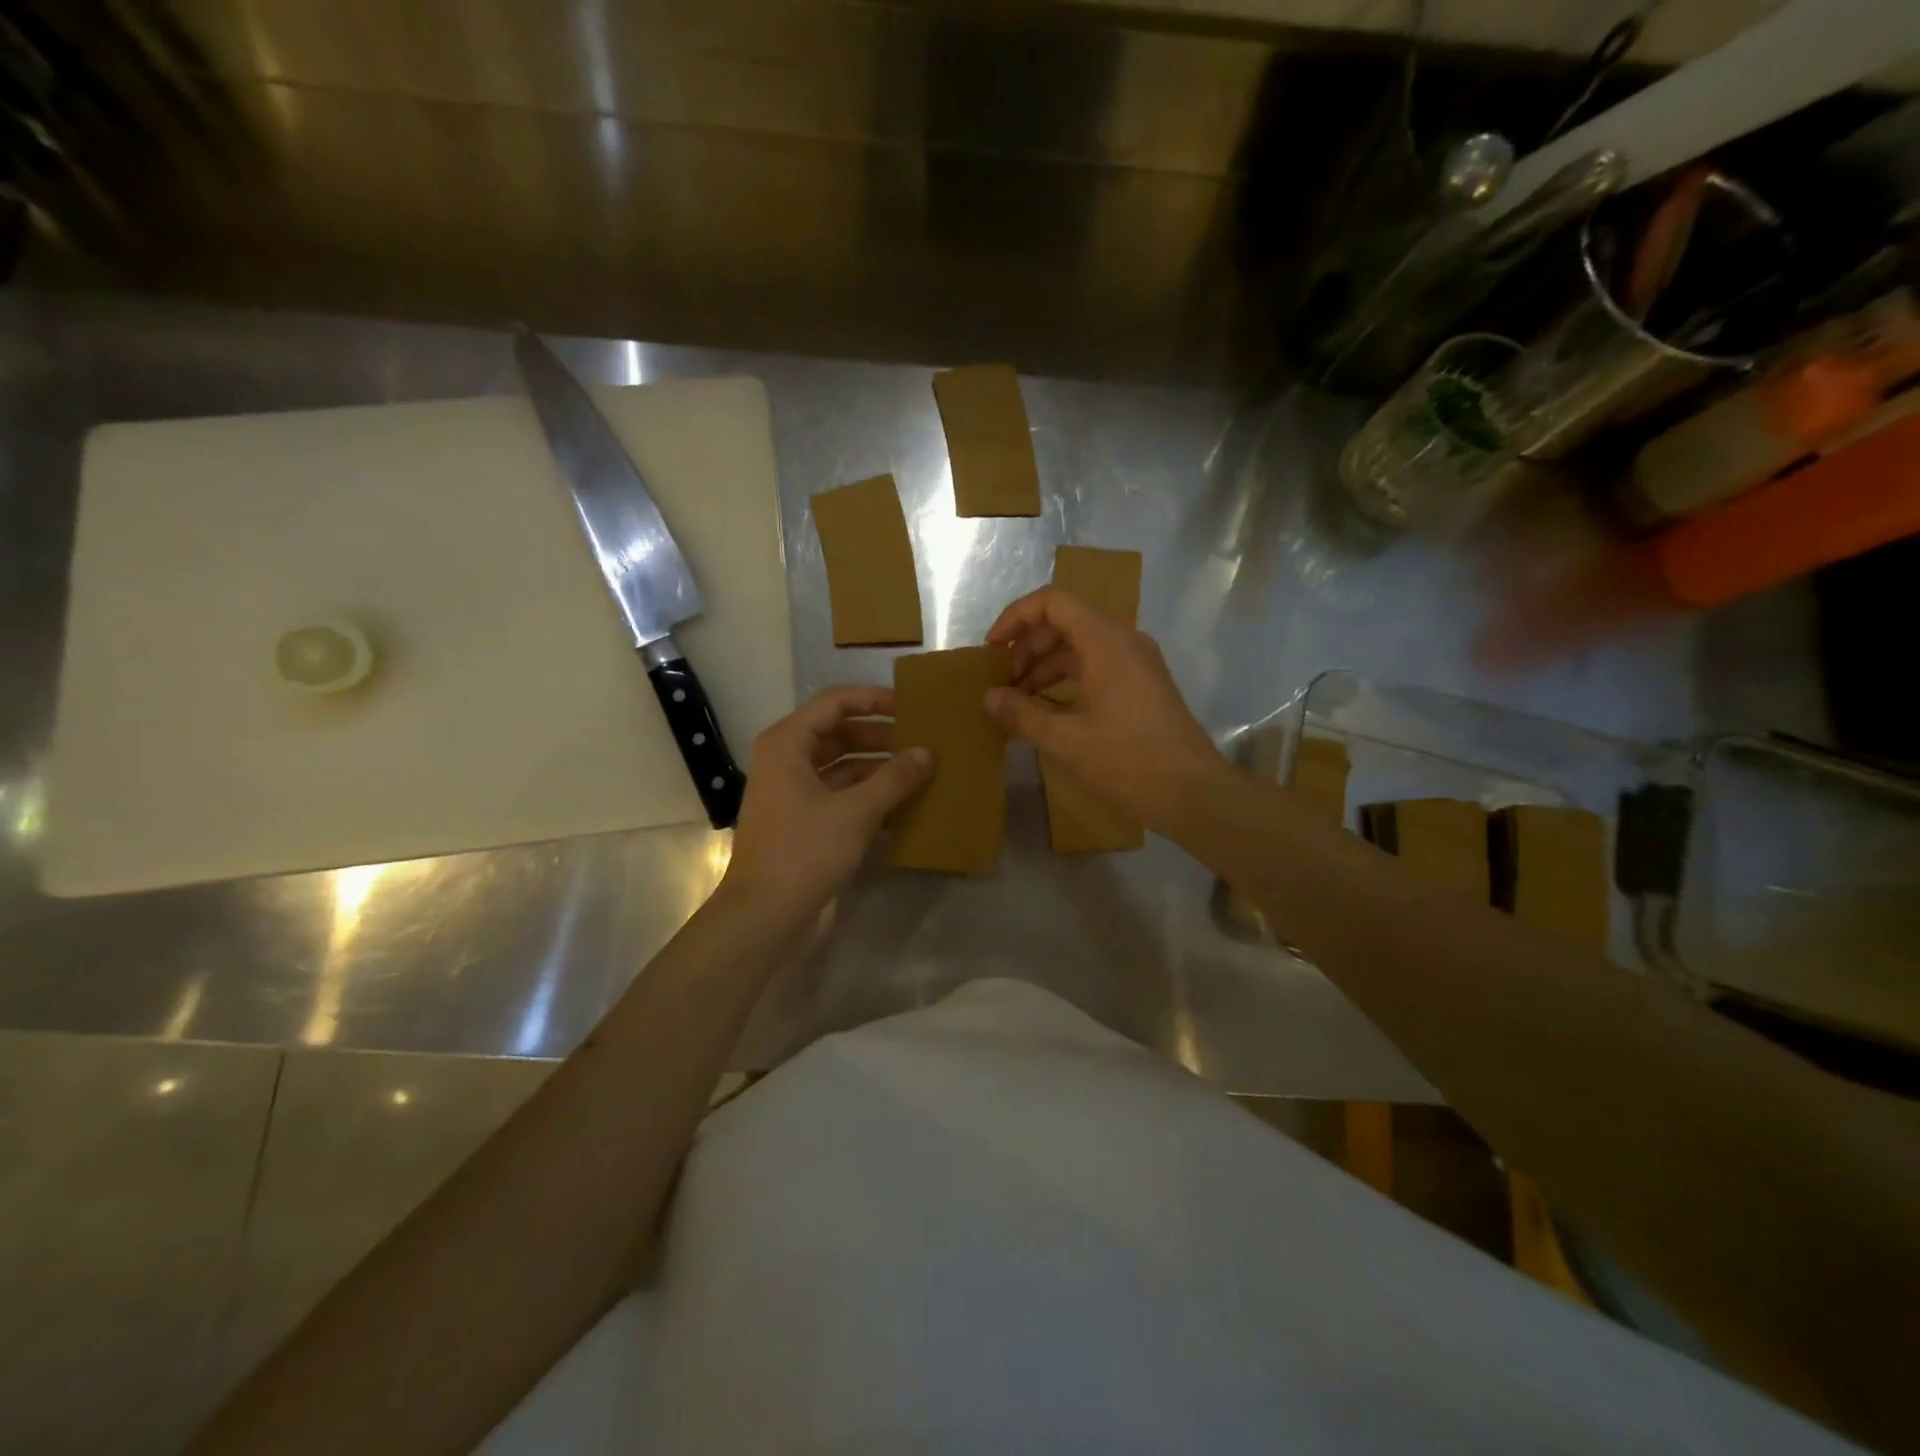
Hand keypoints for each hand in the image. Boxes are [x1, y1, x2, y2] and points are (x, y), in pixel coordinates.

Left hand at [722, 686, 932, 918]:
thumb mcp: (856, 811)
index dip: (873, 700)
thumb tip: (927, 753)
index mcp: (787, 743)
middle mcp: (787, 760)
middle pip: (839, 733)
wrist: (765, 915)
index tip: (911, 707)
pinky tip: (904, 804)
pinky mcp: (804, 821)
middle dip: (881, 736)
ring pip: (843, 766)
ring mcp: (794, 792)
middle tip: (923, 741)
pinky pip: (841, 795)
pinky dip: (869, 795)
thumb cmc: (805, 851)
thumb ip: (895, 778)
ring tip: (921, 771)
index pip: (835, 703)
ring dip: (878, 768)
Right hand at [984, 587, 1227, 828]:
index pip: (1053, 602)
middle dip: (1027, 648)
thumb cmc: (1128, 761)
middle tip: (1003, 685)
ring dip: (1045, 667)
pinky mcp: (1142, 685)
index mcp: (1105, 641)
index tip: (992, 650)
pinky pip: (1096, 666)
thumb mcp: (1065, 740)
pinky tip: (1049, 712)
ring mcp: (1137, 662)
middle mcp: (1123, 641)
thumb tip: (990, 698)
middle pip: (1065, 622)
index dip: (1016, 617)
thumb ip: (1022, 714)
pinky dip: (1067, 680)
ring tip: (1019, 703)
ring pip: (1080, 647)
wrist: (1194, 793)